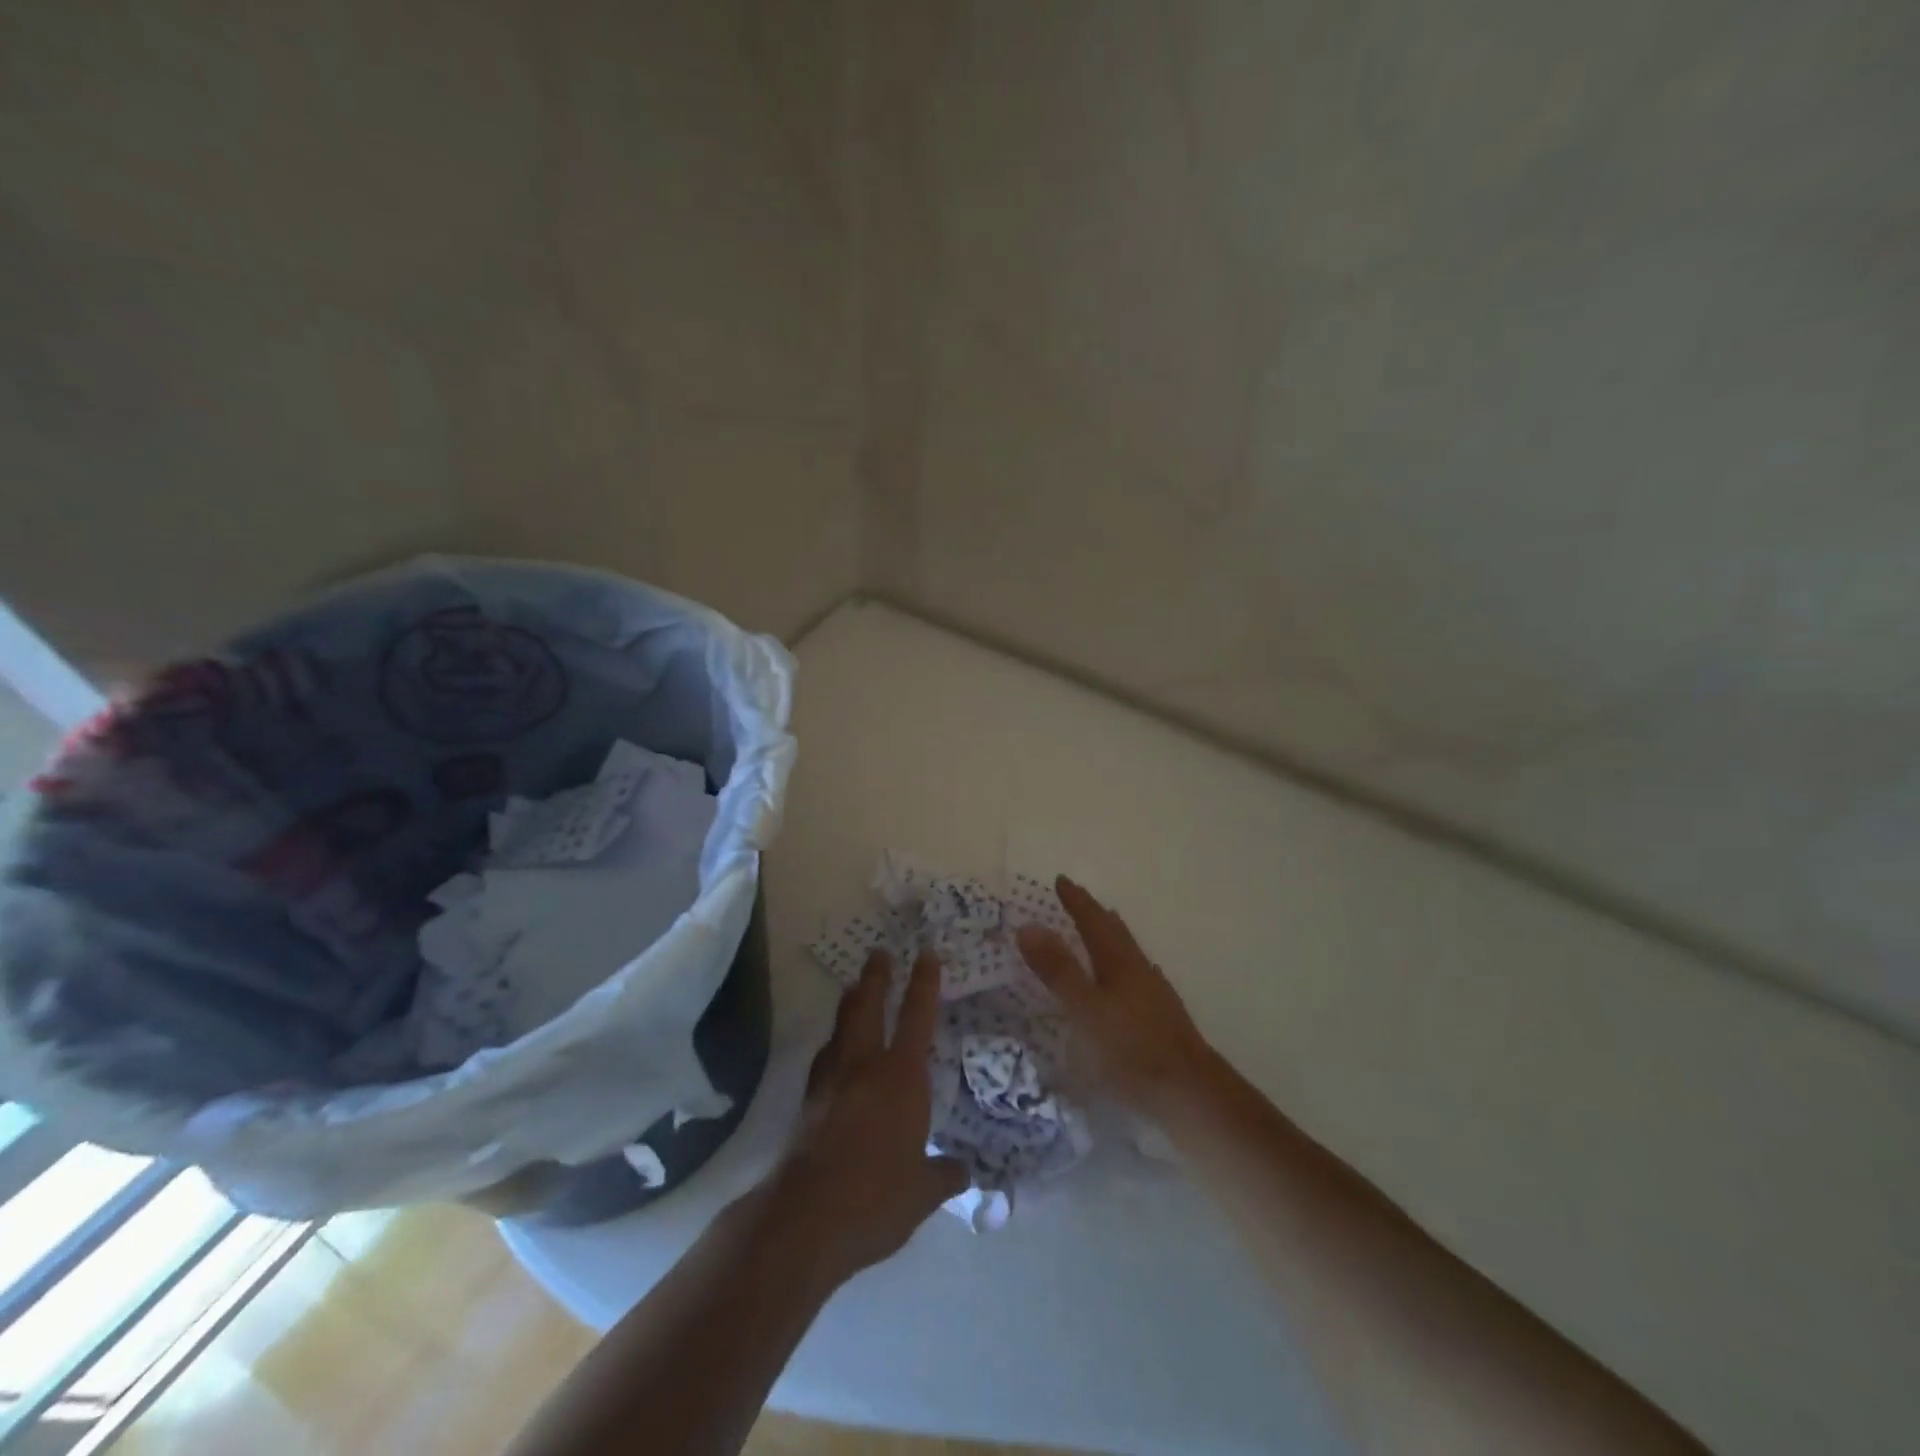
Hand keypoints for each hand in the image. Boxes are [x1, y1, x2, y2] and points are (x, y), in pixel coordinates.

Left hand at [764, 950, 967, 1279]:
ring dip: (850, 1002)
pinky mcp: (808, 1100)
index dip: (924, 982)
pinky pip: (825, 1055)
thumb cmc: (875, 1197)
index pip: (918, 1016)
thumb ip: (945, 1174)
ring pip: (842, 1025)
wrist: (804, 1217)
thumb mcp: (923, 1193)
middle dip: (877, 976)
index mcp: (902, 1077)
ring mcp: (831, 1079)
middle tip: (879, 951)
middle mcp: (865, 1065)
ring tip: (853, 986)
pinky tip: (833, 1048)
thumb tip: (964, 1169)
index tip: (927, 953)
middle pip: (869, 1006)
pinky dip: (833, 1041)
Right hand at [1016, 877, 1216, 1113]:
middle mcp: (1139, 971)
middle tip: (1079, 899)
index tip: (1061, 880)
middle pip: (1115, 933)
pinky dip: (1122, 968)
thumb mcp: (1085, 1009)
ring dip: (1111, 939)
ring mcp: (1154, 995)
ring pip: (1128, 955)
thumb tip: (1028, 926)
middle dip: (1095, 914)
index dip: (1076, 901)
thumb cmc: (1131, 1049)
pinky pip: (1137, 978)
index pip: (1093, 921)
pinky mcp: (1162, 1019)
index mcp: (1119, 963)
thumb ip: (1058, 970)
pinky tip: (1127, 983)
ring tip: (1100, 932)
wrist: (1192, 1093)